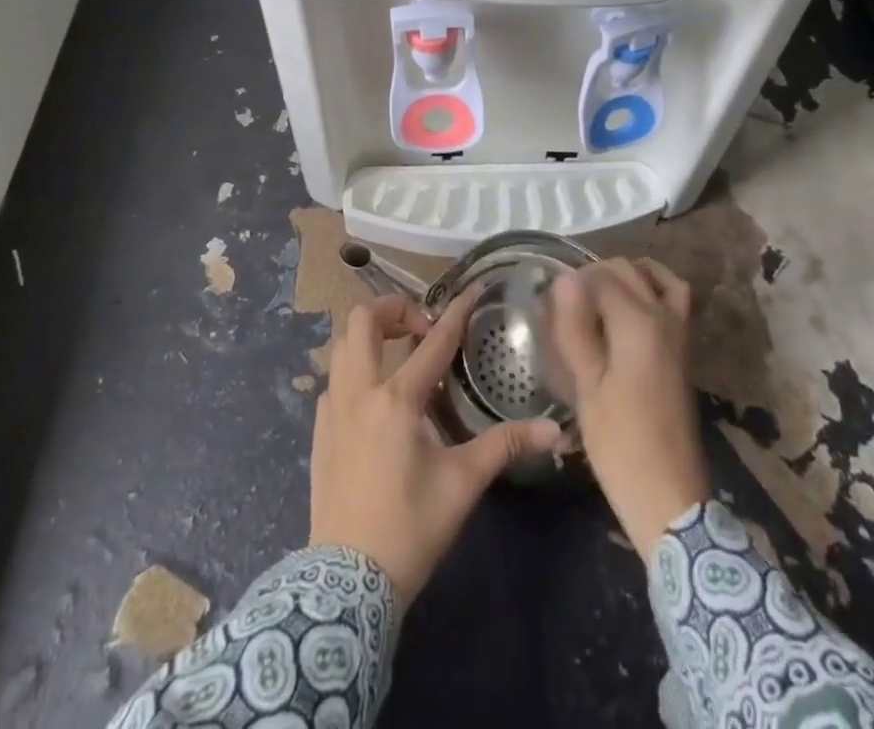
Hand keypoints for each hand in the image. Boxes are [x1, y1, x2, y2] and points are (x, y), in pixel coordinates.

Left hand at [309, 291, 561, 605]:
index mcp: (397, 400)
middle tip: (421, 327)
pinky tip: (374, 397)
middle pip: (362, 321)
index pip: (433, 342)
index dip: (455, 312)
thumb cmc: (410, 528)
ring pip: (340, 345)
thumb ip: (505, 447)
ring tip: (398, 352)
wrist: (346, 584)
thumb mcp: (462, 484)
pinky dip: (354, 369)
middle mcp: (359, 392)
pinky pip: (333, 379)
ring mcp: (332, 410)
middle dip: (392, 308)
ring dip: (369, 336)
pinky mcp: (319, 431)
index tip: (471, 290)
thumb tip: (554, 430)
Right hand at [547, 259, 708, 556]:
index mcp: (637, 323)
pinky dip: (652, 288)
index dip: (571, 283)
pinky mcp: (684, 349)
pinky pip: (672, 297)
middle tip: (565, 302)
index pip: (599, 277)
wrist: (670, 496)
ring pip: (654, 277)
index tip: (548, 303)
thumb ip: (575, 328)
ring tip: (596, 295)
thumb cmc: (620, 444)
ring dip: (625, 275)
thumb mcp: (586, 387)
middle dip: (594, 274)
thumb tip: (564, 280)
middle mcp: (663, 316)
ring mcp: (679, 332)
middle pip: (627, 270)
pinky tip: (628, 310)